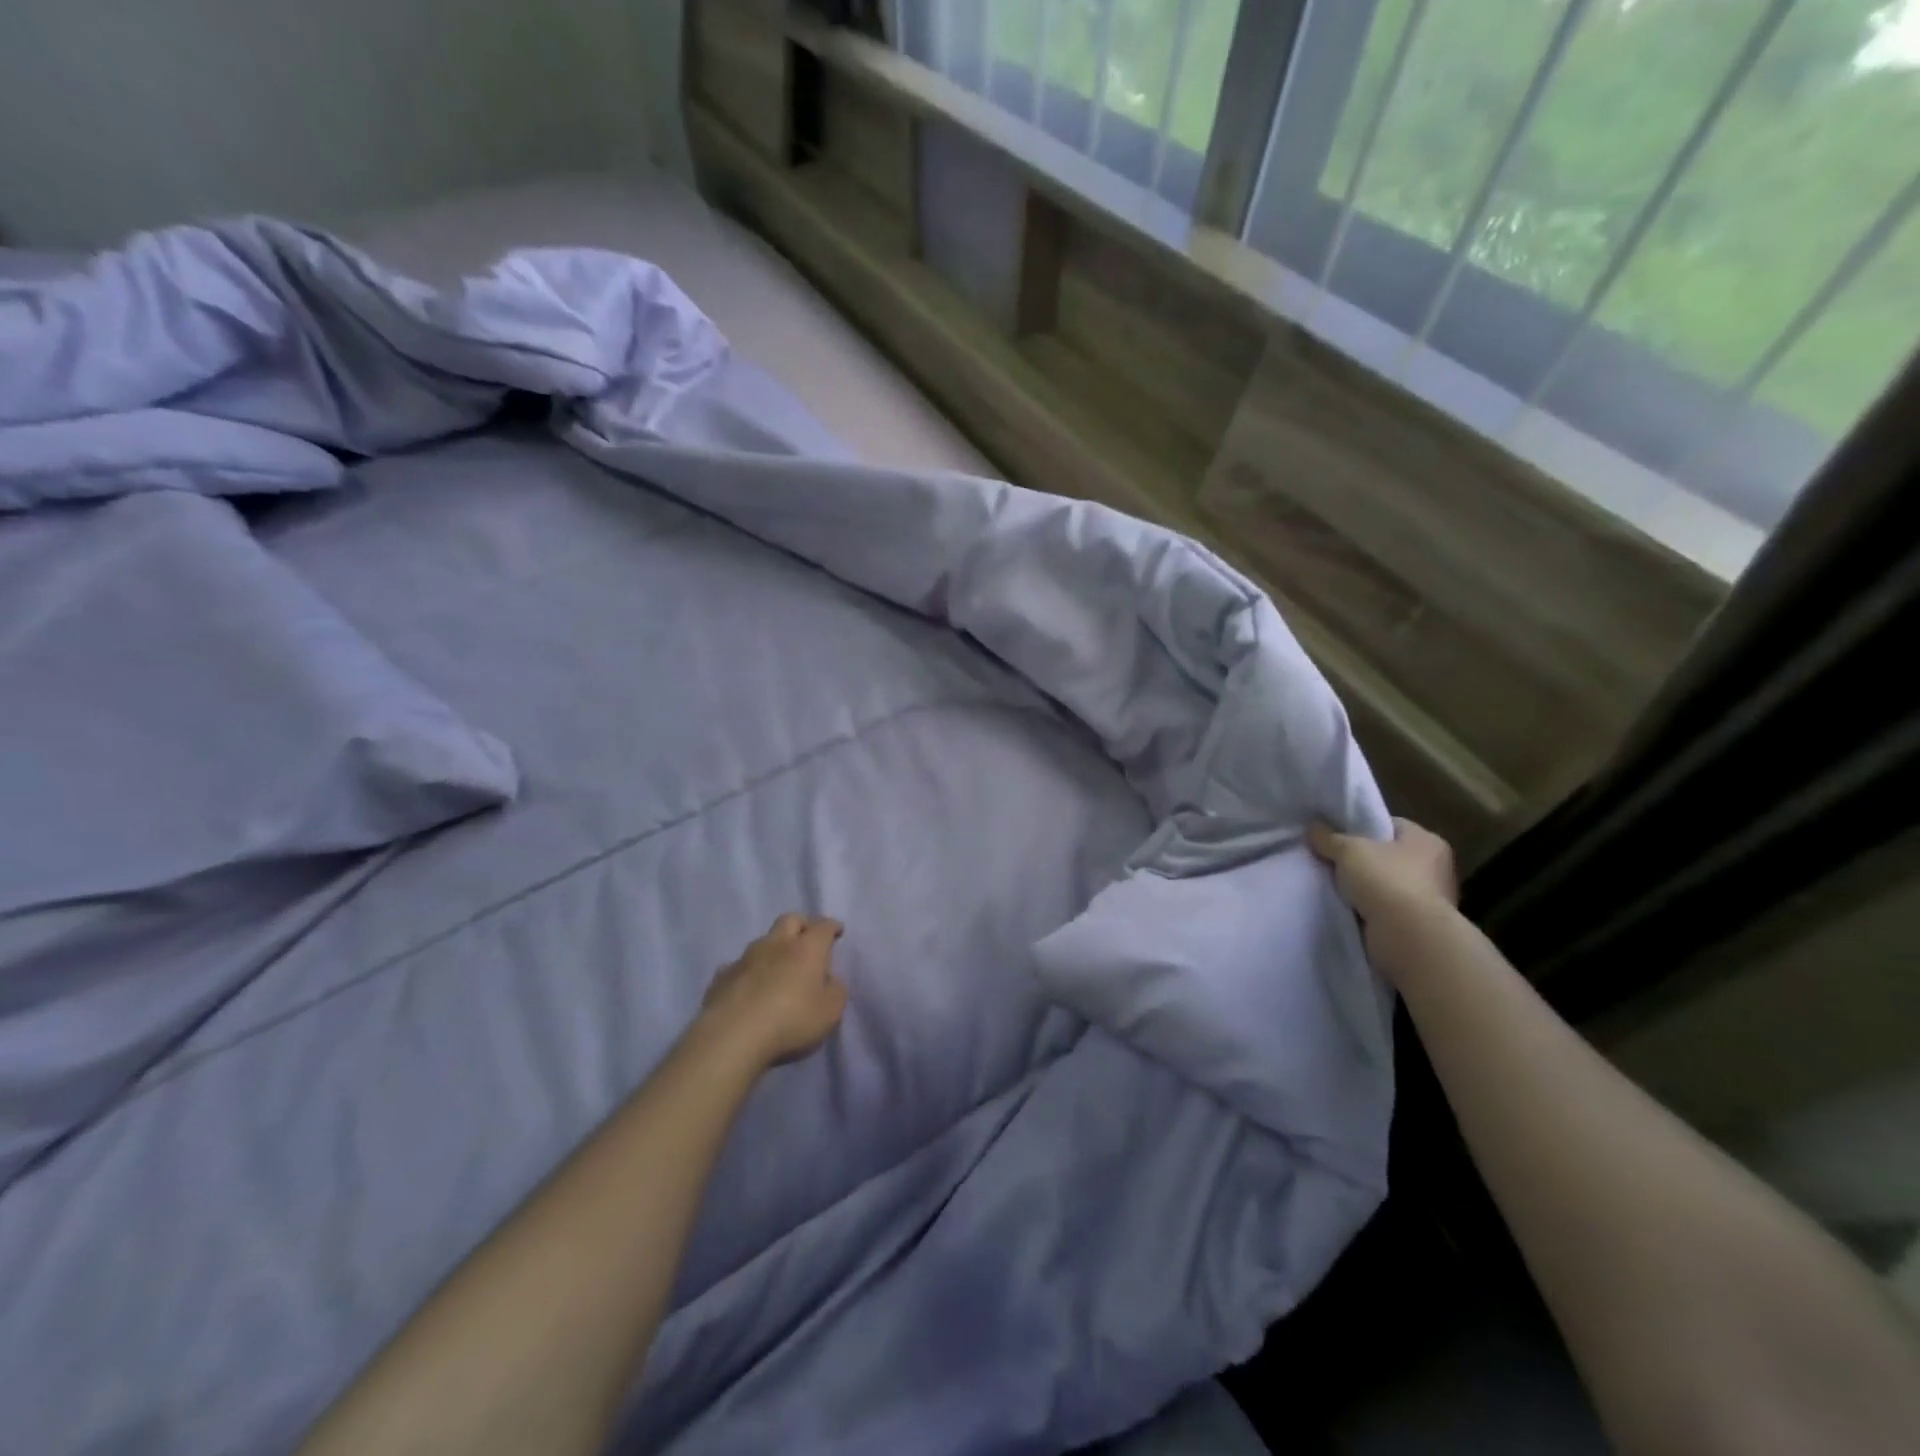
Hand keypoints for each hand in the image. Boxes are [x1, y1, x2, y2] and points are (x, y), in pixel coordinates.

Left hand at [698, 914, 848, 1069]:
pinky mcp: (721, 977)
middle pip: (790, 920)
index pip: (823, 926)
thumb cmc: (791, 1021)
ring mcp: (745, 958)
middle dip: (802, 924)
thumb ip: (835, 990)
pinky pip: (739, 966)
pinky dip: (748, 971)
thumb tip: (830, 979)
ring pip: (762, 941)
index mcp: (806, 948)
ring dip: (773, 948)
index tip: (837, 931)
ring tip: (778, 967)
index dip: (832, 926)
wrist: (732, 1036)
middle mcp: (776, 944)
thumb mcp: (830, 1011)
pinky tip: (749, 987)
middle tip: (808, 939)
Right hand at [1309, 817, 1458, 981]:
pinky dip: (1368, 910)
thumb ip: (1329, 837)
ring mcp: (1429, 899)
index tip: (1336, 835)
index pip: (1391, 825)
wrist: (1408, 938)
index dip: (1362, 827)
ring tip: (1333, 886)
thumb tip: (1313, 827)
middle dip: (1360, 860)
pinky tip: (1346, 908)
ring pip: (1385, 884)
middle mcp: (1435, 867)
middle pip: (1387, 856)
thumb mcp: (1348, 850)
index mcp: (1427, 841)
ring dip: (1364, 888)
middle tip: (1330, 860)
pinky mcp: (1418, 925)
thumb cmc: (1385, 881)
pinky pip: (1385, 910)